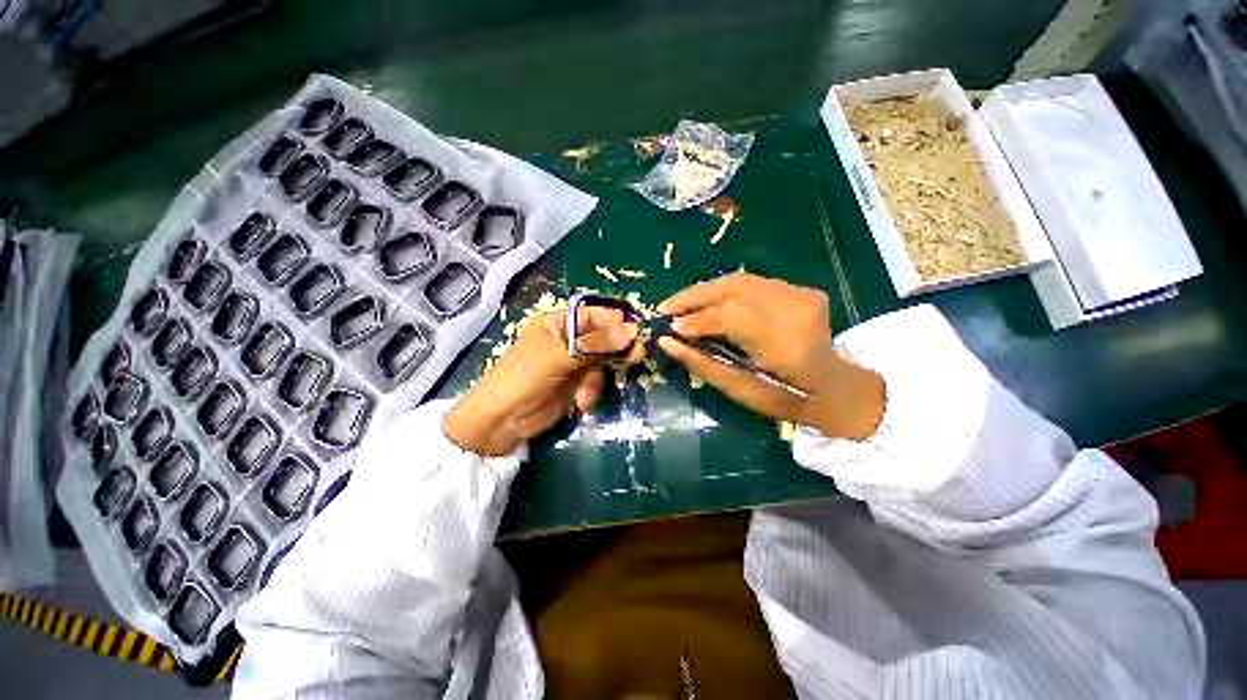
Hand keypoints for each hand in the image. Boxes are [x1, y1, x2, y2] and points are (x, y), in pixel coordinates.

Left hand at [444, 307, 642, 455]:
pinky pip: (596, 379)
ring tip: (591, 390)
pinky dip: (593, 390)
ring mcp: (572, 360)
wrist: (502, 421)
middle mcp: (567, 338)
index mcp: (557, 322)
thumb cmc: (524, 379)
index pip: (593, 314)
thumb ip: (595, 345)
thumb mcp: (559, 358)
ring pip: (602, 359)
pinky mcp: (576, 381)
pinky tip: (583, 402)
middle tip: (636, 357)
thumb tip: (631, 331)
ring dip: (600, 376)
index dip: (615, 322)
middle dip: (616, 348)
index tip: (634, 334)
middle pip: (602, 336)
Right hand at [657, 273, 883, 439]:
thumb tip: (667, 342)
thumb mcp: (741, 391)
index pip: (731, 316)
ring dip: (704, 291)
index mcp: (786, 345)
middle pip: (734, 288)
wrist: (836, 386)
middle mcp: (796, 310)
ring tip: (679, 304)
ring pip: (739, 280)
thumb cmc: (786, 399)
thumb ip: (702, 364)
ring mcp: (801, 294)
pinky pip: (750, 283)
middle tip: (665, 308)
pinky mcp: (800, 289)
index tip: (670, 328)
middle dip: (693, 296)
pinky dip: (721, 291)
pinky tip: (705, 302)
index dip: (697, 320)